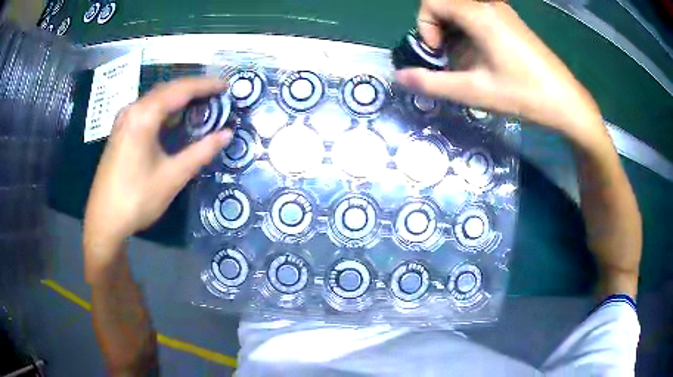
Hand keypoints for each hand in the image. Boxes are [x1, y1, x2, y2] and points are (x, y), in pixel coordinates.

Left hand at [83, 77, 231, 277]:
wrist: (104, 221)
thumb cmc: (137, 199)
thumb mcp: (172, 177)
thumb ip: (201, 152)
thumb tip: (227, 134)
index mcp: (144, 116)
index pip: (180, 90)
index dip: (206, 85)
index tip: (227, 86)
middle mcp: (132, 110)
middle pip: (167, 89)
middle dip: (193, 88)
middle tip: (217, 94)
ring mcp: (123, 120)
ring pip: (156, 98)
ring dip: (178, 97)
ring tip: (200, 103)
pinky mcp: (120, 131)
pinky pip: (146, 109)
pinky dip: (165, 108)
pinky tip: (173, 119)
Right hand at [396, 0, 605, 141]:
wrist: (566, 102)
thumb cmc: (524, 95)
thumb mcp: (475, 92)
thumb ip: (432, 82)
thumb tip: (398, 77)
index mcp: (479, 14)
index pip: (431, 2)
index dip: (425, 27)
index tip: (438, 53)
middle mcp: (488, 5)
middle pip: (444, 3)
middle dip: (437, 29)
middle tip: (448, 58)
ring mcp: (502, 11)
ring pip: (460, 10)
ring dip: (453, 32)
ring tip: (465, 62)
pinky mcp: (510, 21)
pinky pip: (477, 16)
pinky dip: (468, 32)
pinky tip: (481, 57)